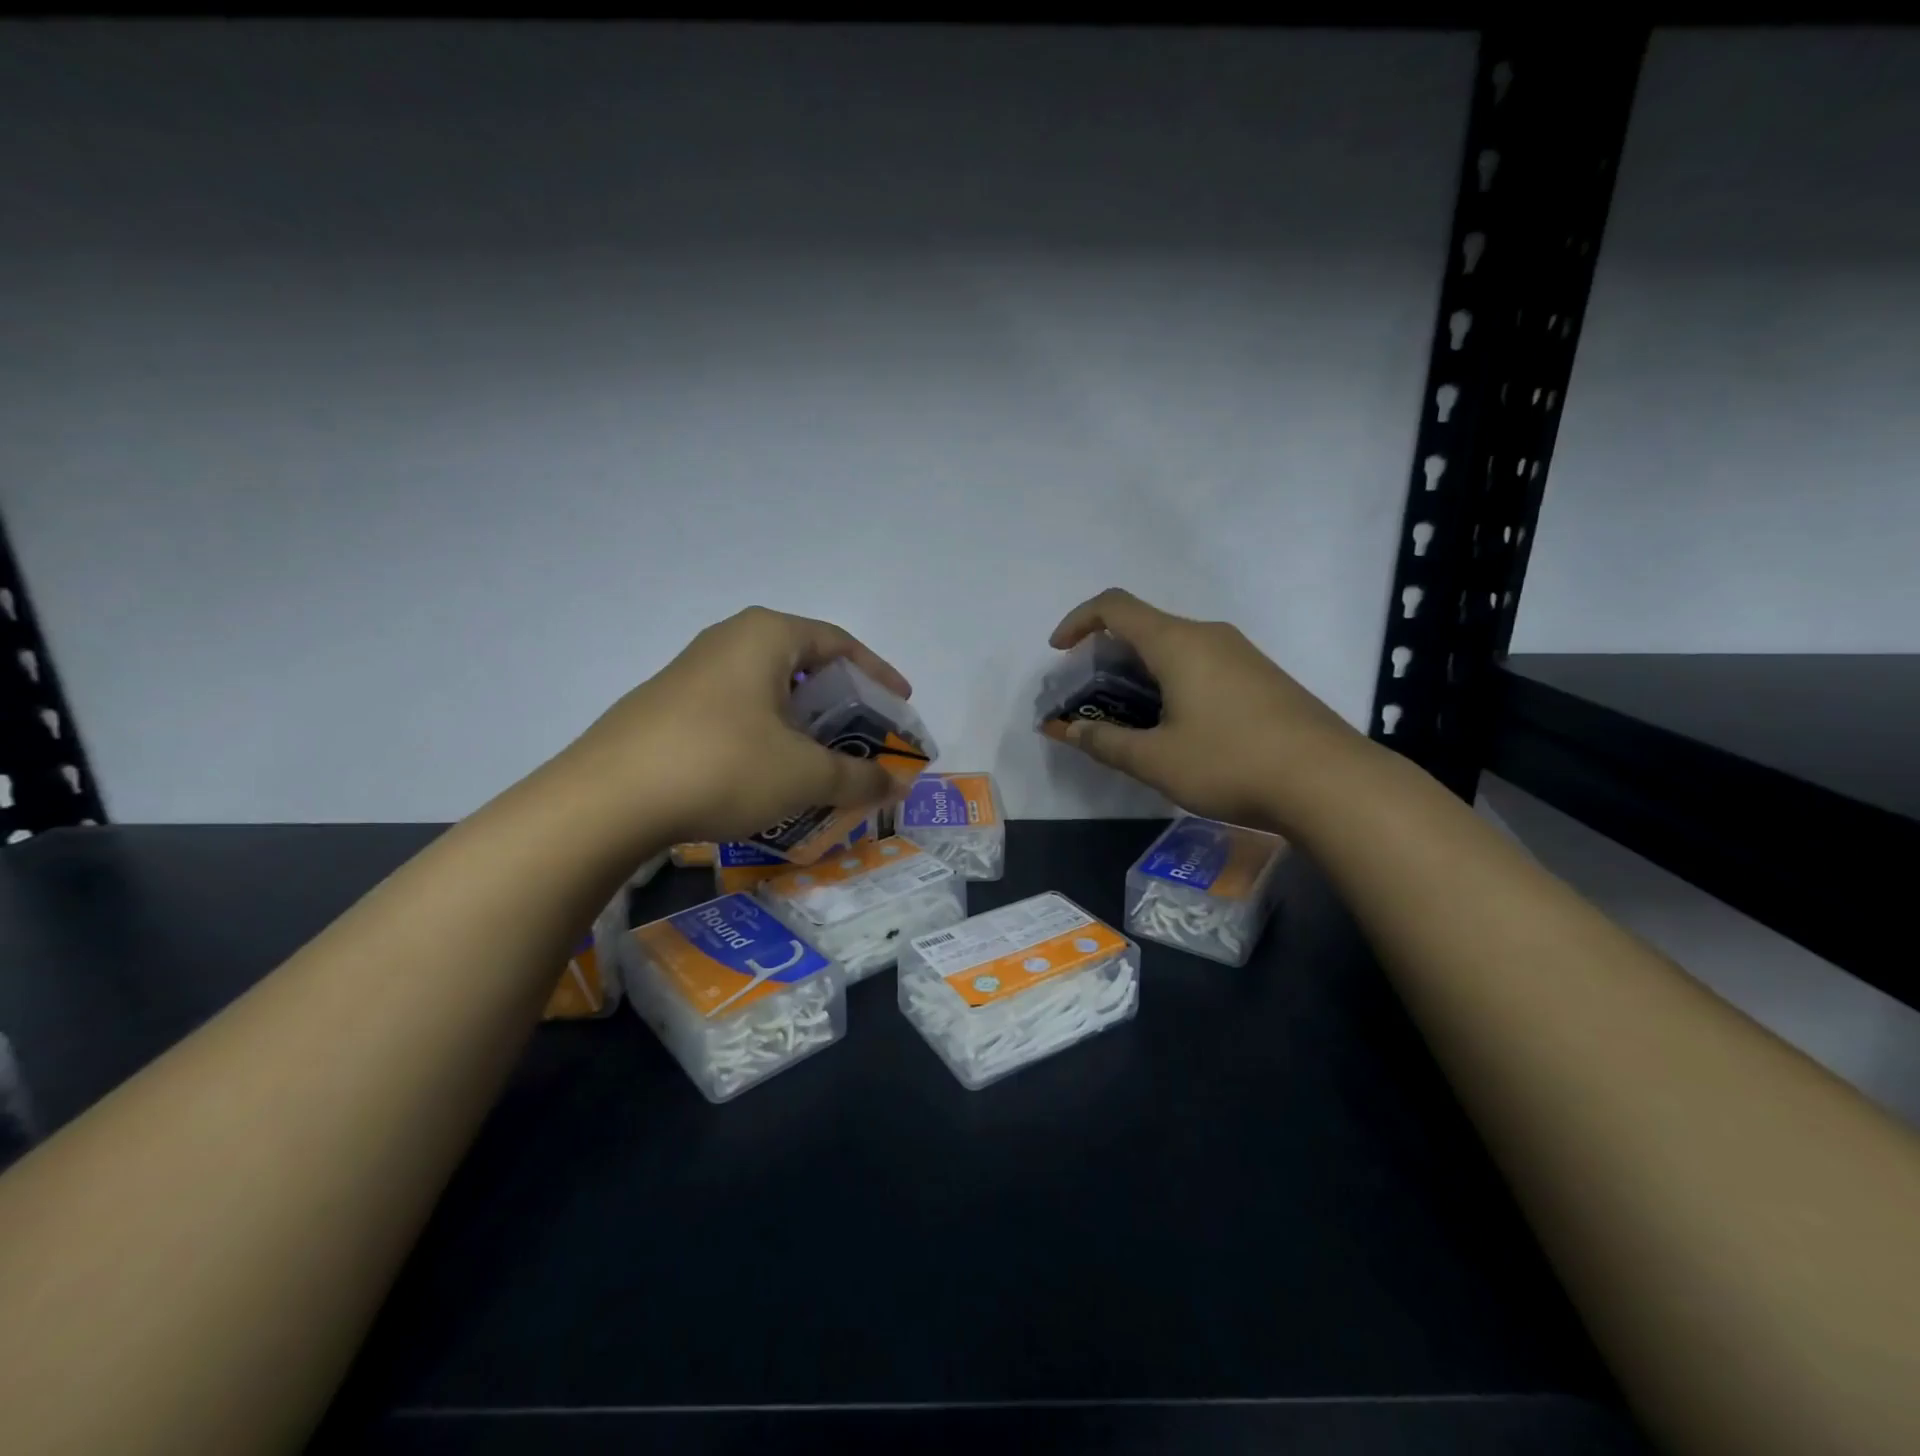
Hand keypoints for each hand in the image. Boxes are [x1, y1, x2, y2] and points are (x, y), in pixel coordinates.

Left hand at [562, 607, 911, 850]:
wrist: (606, 800)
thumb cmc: (723, 765)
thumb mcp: (803, 774)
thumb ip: (858, 777)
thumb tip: (898, 784)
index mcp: (766, 636)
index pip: (839, 643)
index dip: (877, 673)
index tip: (900, 704)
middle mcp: (728, 641)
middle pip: (803, 664)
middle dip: (840, 702)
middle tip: (864, 737)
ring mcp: (692, 673)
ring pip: (768, 690)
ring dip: (803, 723)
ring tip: (822, 759)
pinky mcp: (667, 707)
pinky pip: (737, 711)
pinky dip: (768, 734)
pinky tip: (769, 772)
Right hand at [1048, 588, 1373, 833]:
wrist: (1330, 782)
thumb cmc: (1231, 762)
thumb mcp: (1156, 760)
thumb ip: (1105, 741)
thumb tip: (1068, 730)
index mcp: (1177, 642)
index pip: (1115, 607)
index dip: (1078, 621)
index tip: (1059, 653)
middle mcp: (1209, 635)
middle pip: (1144, 626)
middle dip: (1106, 656)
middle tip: (1090, 698)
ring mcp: (1240, 654)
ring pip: (1174, 647)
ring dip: (1140, 672)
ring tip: (1128, 717)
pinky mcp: (1260, 677)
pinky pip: (1201, 664)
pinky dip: (1171, 682)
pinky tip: (1176, 726)